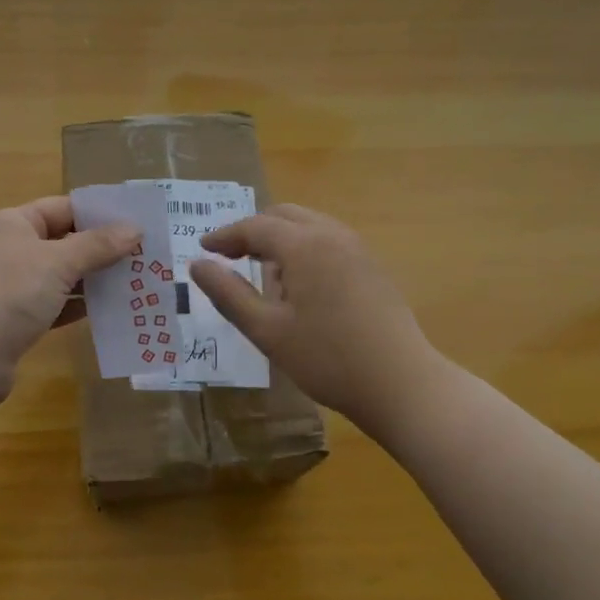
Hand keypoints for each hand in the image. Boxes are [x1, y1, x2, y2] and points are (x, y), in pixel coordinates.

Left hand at [0, 196, 140, 414]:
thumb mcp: (57, 263)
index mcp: (15, 224)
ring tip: (139, 285)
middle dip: (103, 250)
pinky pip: (56, 307)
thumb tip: (134, 229)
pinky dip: (80, 308)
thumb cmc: (6, 295)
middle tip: (148, 258)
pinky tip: (111, 313)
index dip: (100, 214)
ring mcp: (12, 288)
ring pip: (62, 277)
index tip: (139, 224)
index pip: (64, 208)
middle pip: (65, 243)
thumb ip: (97, 245)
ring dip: (96, 281)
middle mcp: (12, 250)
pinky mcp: (16, 323)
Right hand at [189, 204, 439, 430]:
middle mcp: (332, 235)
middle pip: (283, 216)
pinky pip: (328, 241)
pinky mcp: (372, 267)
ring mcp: (358, 249)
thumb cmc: (327, 359)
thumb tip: (197, 265)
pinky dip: (304, 248)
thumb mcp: (267, 330)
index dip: (225, 236)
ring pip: (308, 225)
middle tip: (229, 256)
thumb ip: (228, 294)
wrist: (402, 384)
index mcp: (304, 245)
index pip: (255, 226)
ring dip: (280, 239)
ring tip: (263, 273)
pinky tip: (300, 286)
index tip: (203, 249)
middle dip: (253, 231)